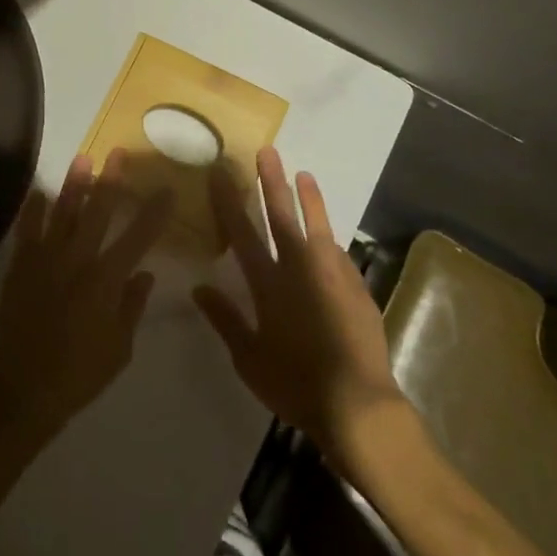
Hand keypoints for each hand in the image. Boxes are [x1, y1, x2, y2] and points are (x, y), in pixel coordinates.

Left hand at [0, 150, 170, 442]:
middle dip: (111, 180)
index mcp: (107, 279)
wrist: (20, 387)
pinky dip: (33, 209)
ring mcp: (46, 258)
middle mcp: (78, 259)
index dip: (154, 213)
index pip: (138, 238)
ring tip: (83, 158)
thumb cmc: (78, 374)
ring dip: (74, 184)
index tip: (166, 189)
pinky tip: (39, 192)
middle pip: (98, 211)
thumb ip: (132, 307)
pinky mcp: (21, 264)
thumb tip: (144, 274)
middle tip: (118, 153)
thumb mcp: (119, 348)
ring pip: (63, 211)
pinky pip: (28, 229)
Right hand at [194, 148, 406, 458]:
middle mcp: (299, 269)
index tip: (219, 172)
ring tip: (304, 174)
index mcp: (268, 283)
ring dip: (309, 199)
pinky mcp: (356, 287)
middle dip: (272, 181)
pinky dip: (329, 239)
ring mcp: (332, 275)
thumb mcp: (249, 358)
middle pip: (282, 215)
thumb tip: (199, 288)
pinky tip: (328, 237)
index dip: (228, 201)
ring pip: (318, 225)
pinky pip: (338, 254)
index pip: (241, 232)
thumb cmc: (295, 384)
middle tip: (268, 151)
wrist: (357, 404)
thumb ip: (225, 319)